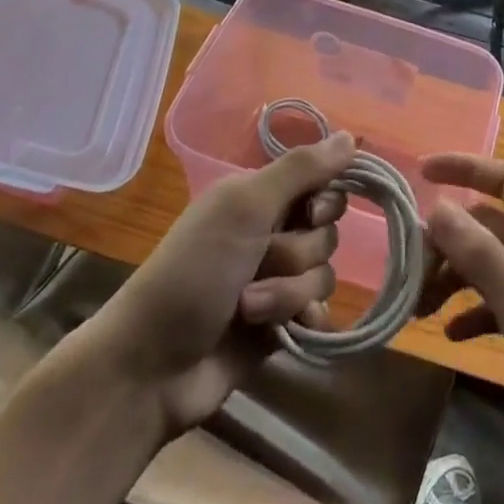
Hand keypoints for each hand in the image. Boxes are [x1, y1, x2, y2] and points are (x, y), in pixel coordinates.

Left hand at [70, 133, 356, 437]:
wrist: (152, 366)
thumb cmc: (194, 272)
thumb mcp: (244, 208)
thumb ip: (300, 170)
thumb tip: (351, 136)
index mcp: (257, 198)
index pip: (320, 183)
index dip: (324, 201)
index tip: (310, 213)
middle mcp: (269, 232)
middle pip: (326, 232)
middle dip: (298, 253)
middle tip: (260, 261)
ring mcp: (275, 280)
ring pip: (322, 275)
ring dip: (288, 293)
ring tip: (247, 309)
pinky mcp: (279, 325)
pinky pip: (319, 313)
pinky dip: (301, 321)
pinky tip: (281, 332)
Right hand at [420, 156, 503, 466]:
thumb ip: (483, 257)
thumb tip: (439, 206)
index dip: (465, 167)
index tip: (420, 173)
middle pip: (491, 225)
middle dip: (447, 239)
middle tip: (408, 273)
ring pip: (494, 265)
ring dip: (456, 277)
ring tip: (419, 310)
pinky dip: (477, 312)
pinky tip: (453, 337)